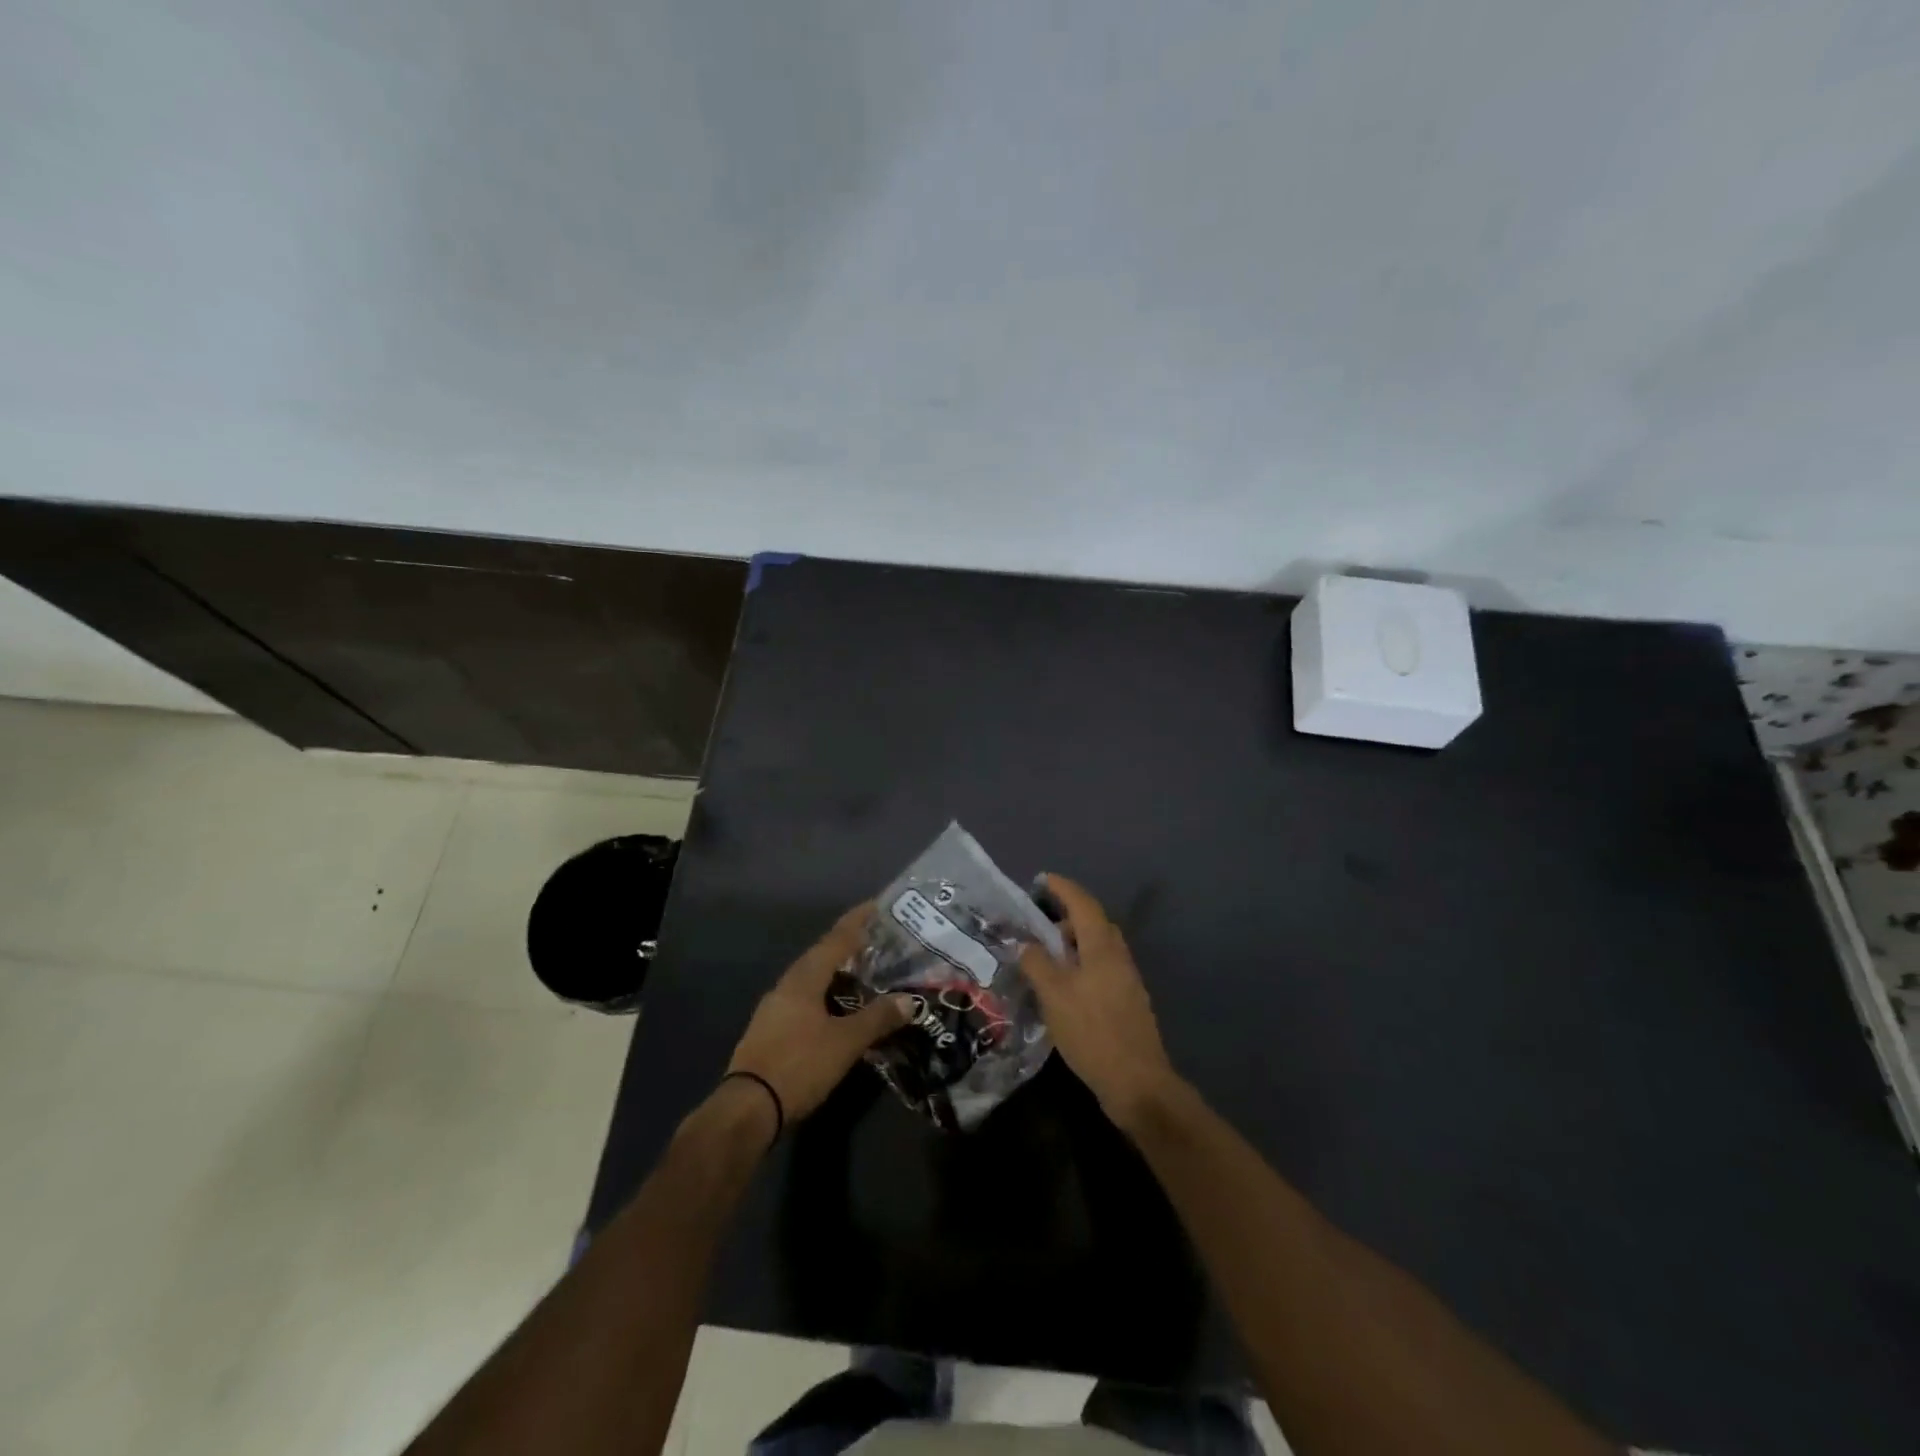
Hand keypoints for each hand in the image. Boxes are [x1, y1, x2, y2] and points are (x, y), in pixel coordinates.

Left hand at [727, 903, 912, 1122]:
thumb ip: (878, 1018)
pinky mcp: (771, 1030)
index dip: (857, 922)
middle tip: (876, 941)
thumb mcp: (846, 1042)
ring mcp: (774, 1008)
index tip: (875, 905)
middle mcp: (787, 985)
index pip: (835, 940)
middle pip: (821, 956)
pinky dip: (826, 995)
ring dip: (836, 973)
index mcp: (804, 978)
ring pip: (811, 979)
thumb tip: (910, 1000)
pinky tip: (838, 1009)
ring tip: (862, 973)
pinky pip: (804, 1000)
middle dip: (847, 947)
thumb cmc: (799, 1065)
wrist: (748, 1108)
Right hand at [1019, 874, 1181, 1131]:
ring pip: (1097, 947)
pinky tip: (1063, 986)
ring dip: (1073, 944)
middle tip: (1038, 923)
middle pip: (1093, 923)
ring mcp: (1126, 979)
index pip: (1082, 903)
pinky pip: (1101, 968)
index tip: (1042, 880)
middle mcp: (1118, 956)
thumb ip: (1036, 963)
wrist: (1137, 1082)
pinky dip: (1081, 965)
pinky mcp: (1127, 1001)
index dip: (1062, 888)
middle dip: (1067, 917)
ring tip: (1045, 957)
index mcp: (1102, 946)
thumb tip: (1025, 944)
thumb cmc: (1091, 1031)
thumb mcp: (1053, 995)